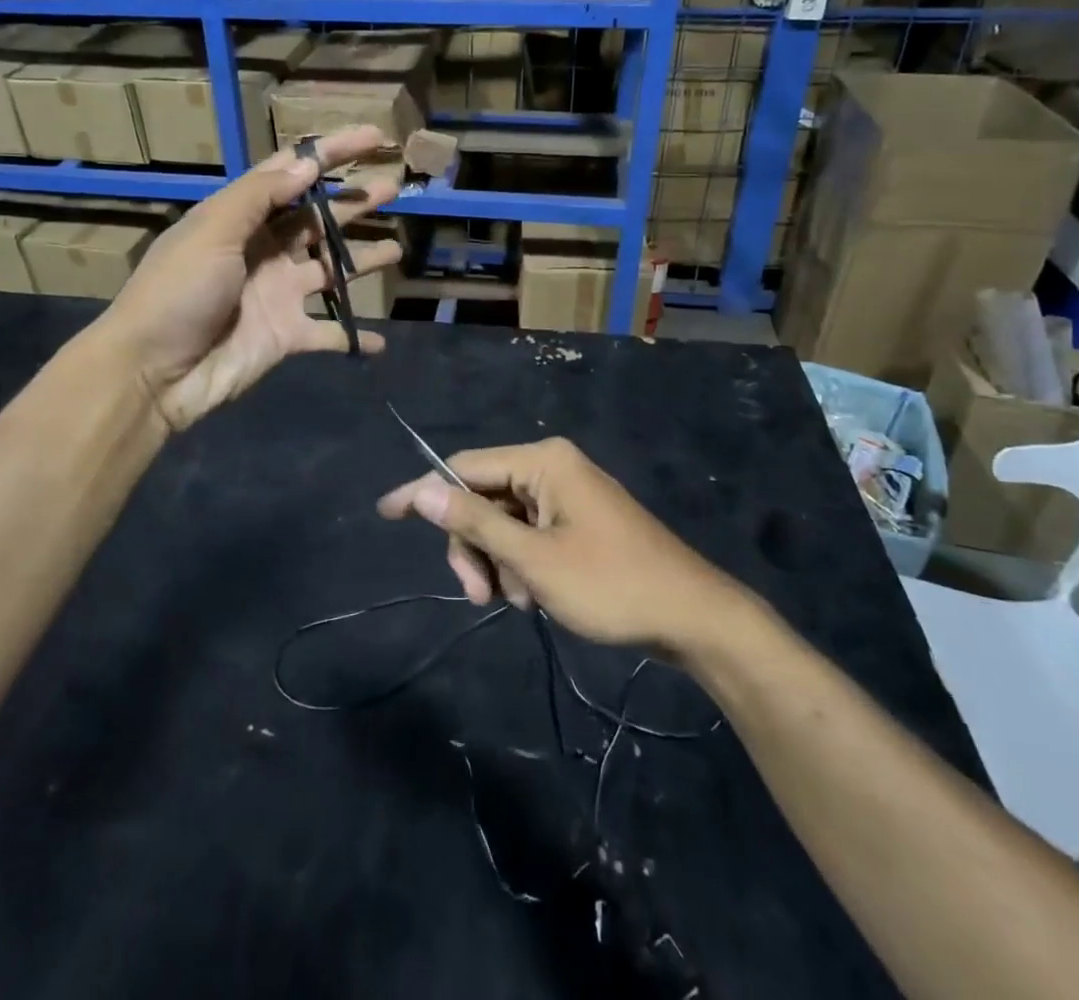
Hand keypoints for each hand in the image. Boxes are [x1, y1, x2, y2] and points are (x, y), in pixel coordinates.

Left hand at [103, 125, 402, 431]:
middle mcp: (264, 250)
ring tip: (397, 251)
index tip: (374, 137)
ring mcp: (277, 294)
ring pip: (331, 271)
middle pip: (318, 219)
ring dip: (362, 261)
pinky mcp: (286, 336)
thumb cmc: (178, 292)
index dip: (331, 153)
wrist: (152, 372)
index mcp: (241, 218)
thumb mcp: (212, 231)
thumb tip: (307, 163)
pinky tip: (380, 342)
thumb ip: (260, 197)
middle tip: (394, 187)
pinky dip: (354, 337)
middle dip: (355, 202)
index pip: (292, 173)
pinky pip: (329, 334)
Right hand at [377, 437, 741, 650]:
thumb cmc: (611, 584)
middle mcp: (552, 467)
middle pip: (483, 498)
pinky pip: (529, 534)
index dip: (425, 491)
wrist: (692, 617)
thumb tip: (422, 490)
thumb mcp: (534, 559)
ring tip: (521, 602)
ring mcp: (566, 495)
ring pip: (504, 522)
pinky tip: (535, 598)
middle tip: (478, 596)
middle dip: (473, 546)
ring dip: (498, 563)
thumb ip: (475, 522)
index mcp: (542, 462)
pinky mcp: (577, 522)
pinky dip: (521, 566)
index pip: (464, 466)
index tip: (386, 513)